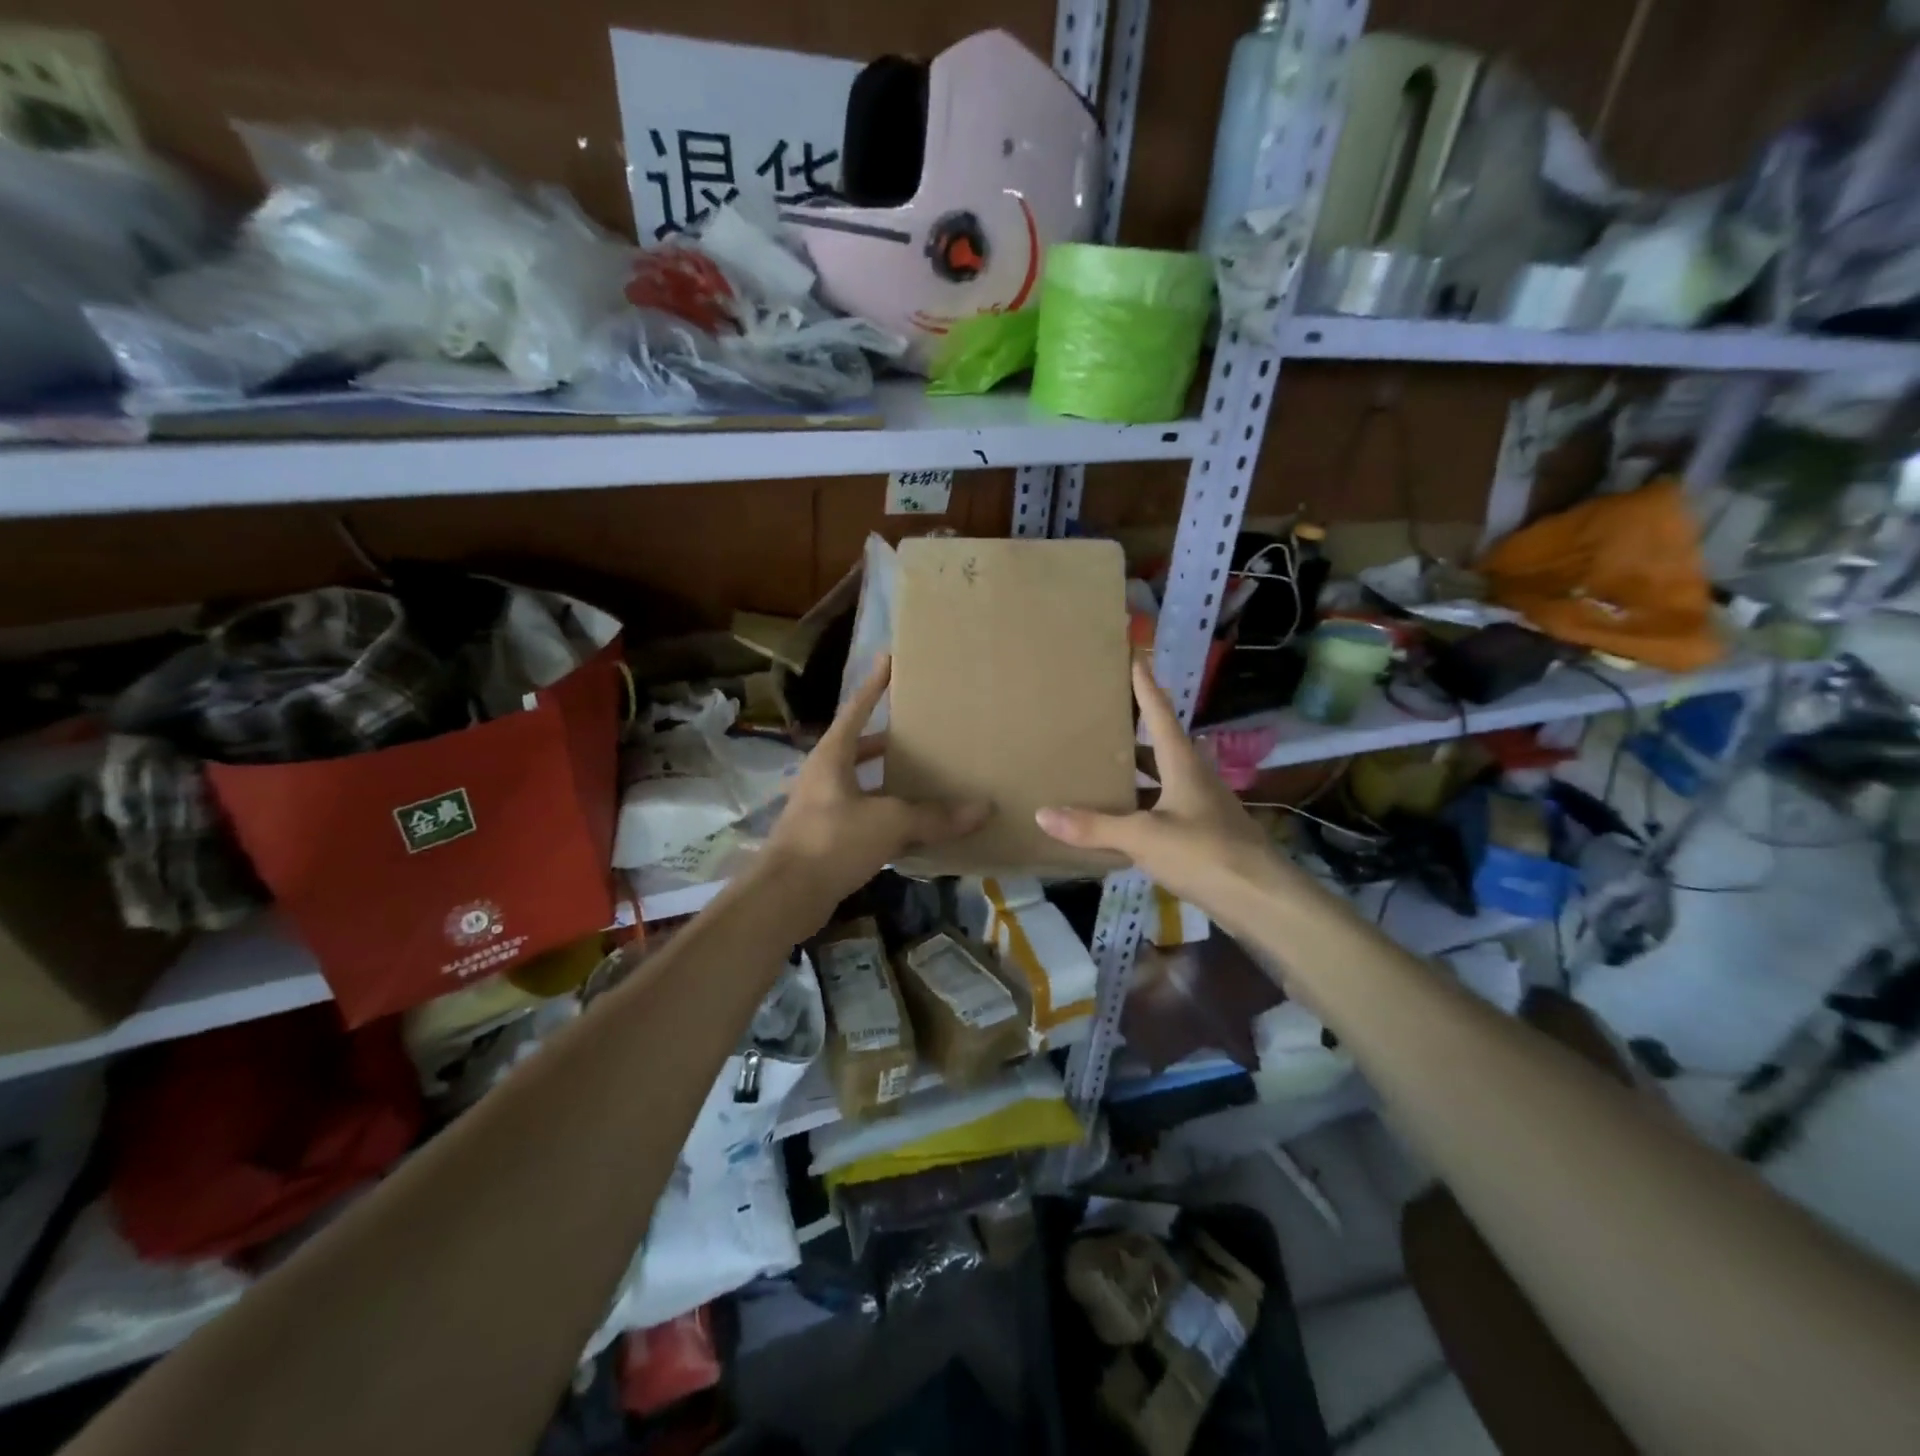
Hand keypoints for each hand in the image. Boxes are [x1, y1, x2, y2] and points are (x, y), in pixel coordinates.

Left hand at [760, 656, 989, 909]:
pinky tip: (913, 825)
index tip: (890, 659)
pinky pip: (864, 816)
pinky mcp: (826, 838)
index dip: (875, 685)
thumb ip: (934, 815)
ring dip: (889, 780)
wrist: (785, 896)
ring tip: (925, 777)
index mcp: (832, 756)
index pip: (857, 710)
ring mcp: (822, 808)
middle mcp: (824, 776)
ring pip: (863, 784)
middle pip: (859, 747)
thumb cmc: (832, 841)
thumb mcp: (888, 822)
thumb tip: (983, 809)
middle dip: (889, 739)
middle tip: (922, 731)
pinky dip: (887, 815)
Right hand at [1035, 660, 1292, 914]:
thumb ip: (1094, 826)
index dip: (1146, 687)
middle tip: (1105, 720)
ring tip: (1106, 770)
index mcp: (1184, 766)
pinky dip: (1145, 808)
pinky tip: (1125, 822)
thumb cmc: (1205, 853)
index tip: (1135, 657)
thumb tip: (1043, 814)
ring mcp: (1205, 808)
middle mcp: (1196, 779)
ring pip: (1166, 781)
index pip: (1161, 715)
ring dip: (1140, 774)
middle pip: (1163, 747)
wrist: (1262, 899)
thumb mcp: (1144, 837)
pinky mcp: (1208, 837)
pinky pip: (1168, 811)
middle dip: (1137, 733)